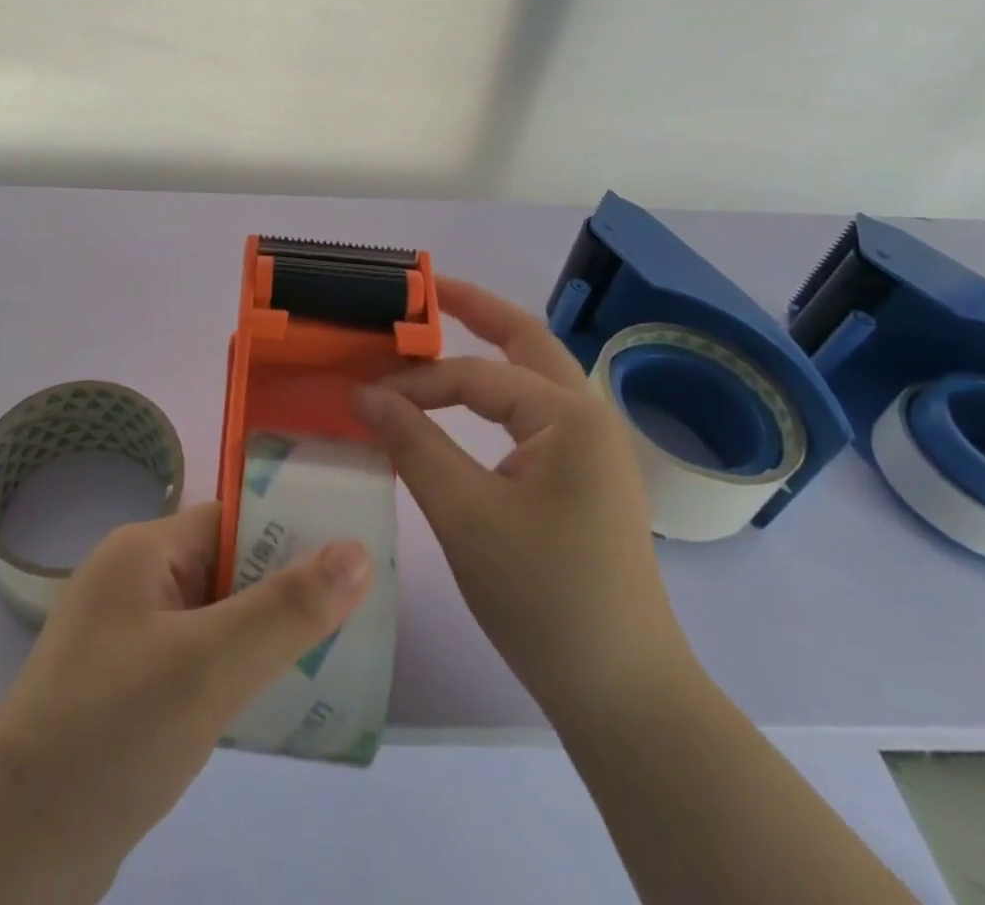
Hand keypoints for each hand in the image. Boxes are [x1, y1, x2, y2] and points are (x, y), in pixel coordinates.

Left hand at [0, 503, 371, 904]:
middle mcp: (132, 580)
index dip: (290, 533)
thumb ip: (287, 609)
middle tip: (355, 616)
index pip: (231, 519)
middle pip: (225, 566)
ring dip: (262, 634)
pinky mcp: (125, 687)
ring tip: (330, 658)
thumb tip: (358, 550)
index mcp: (142, 550)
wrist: (11, 857)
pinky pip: (195, 659)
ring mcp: (125, 636)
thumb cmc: (113, 734)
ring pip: (214, 616)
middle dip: (284, 589)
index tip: (353, 558)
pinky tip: (273, 702)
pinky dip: (234, 671)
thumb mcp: (210, 666)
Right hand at [352, 276, 693, 726]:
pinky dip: (495, 395)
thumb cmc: (543, 597)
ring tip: (438, 331)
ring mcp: (593, 447)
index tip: (361, 397)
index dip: (414, 381)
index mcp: (568, 415)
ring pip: (533, 375)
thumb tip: (363, 394)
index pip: (474, 375)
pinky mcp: (585, 476)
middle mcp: (588, 415)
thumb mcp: (465, 514)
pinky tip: (466, 403)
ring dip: (487, 349)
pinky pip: (533, 414)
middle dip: (474, 309)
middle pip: (526, 340)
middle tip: (423, 290)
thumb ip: (413, 443)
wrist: (623, 694)